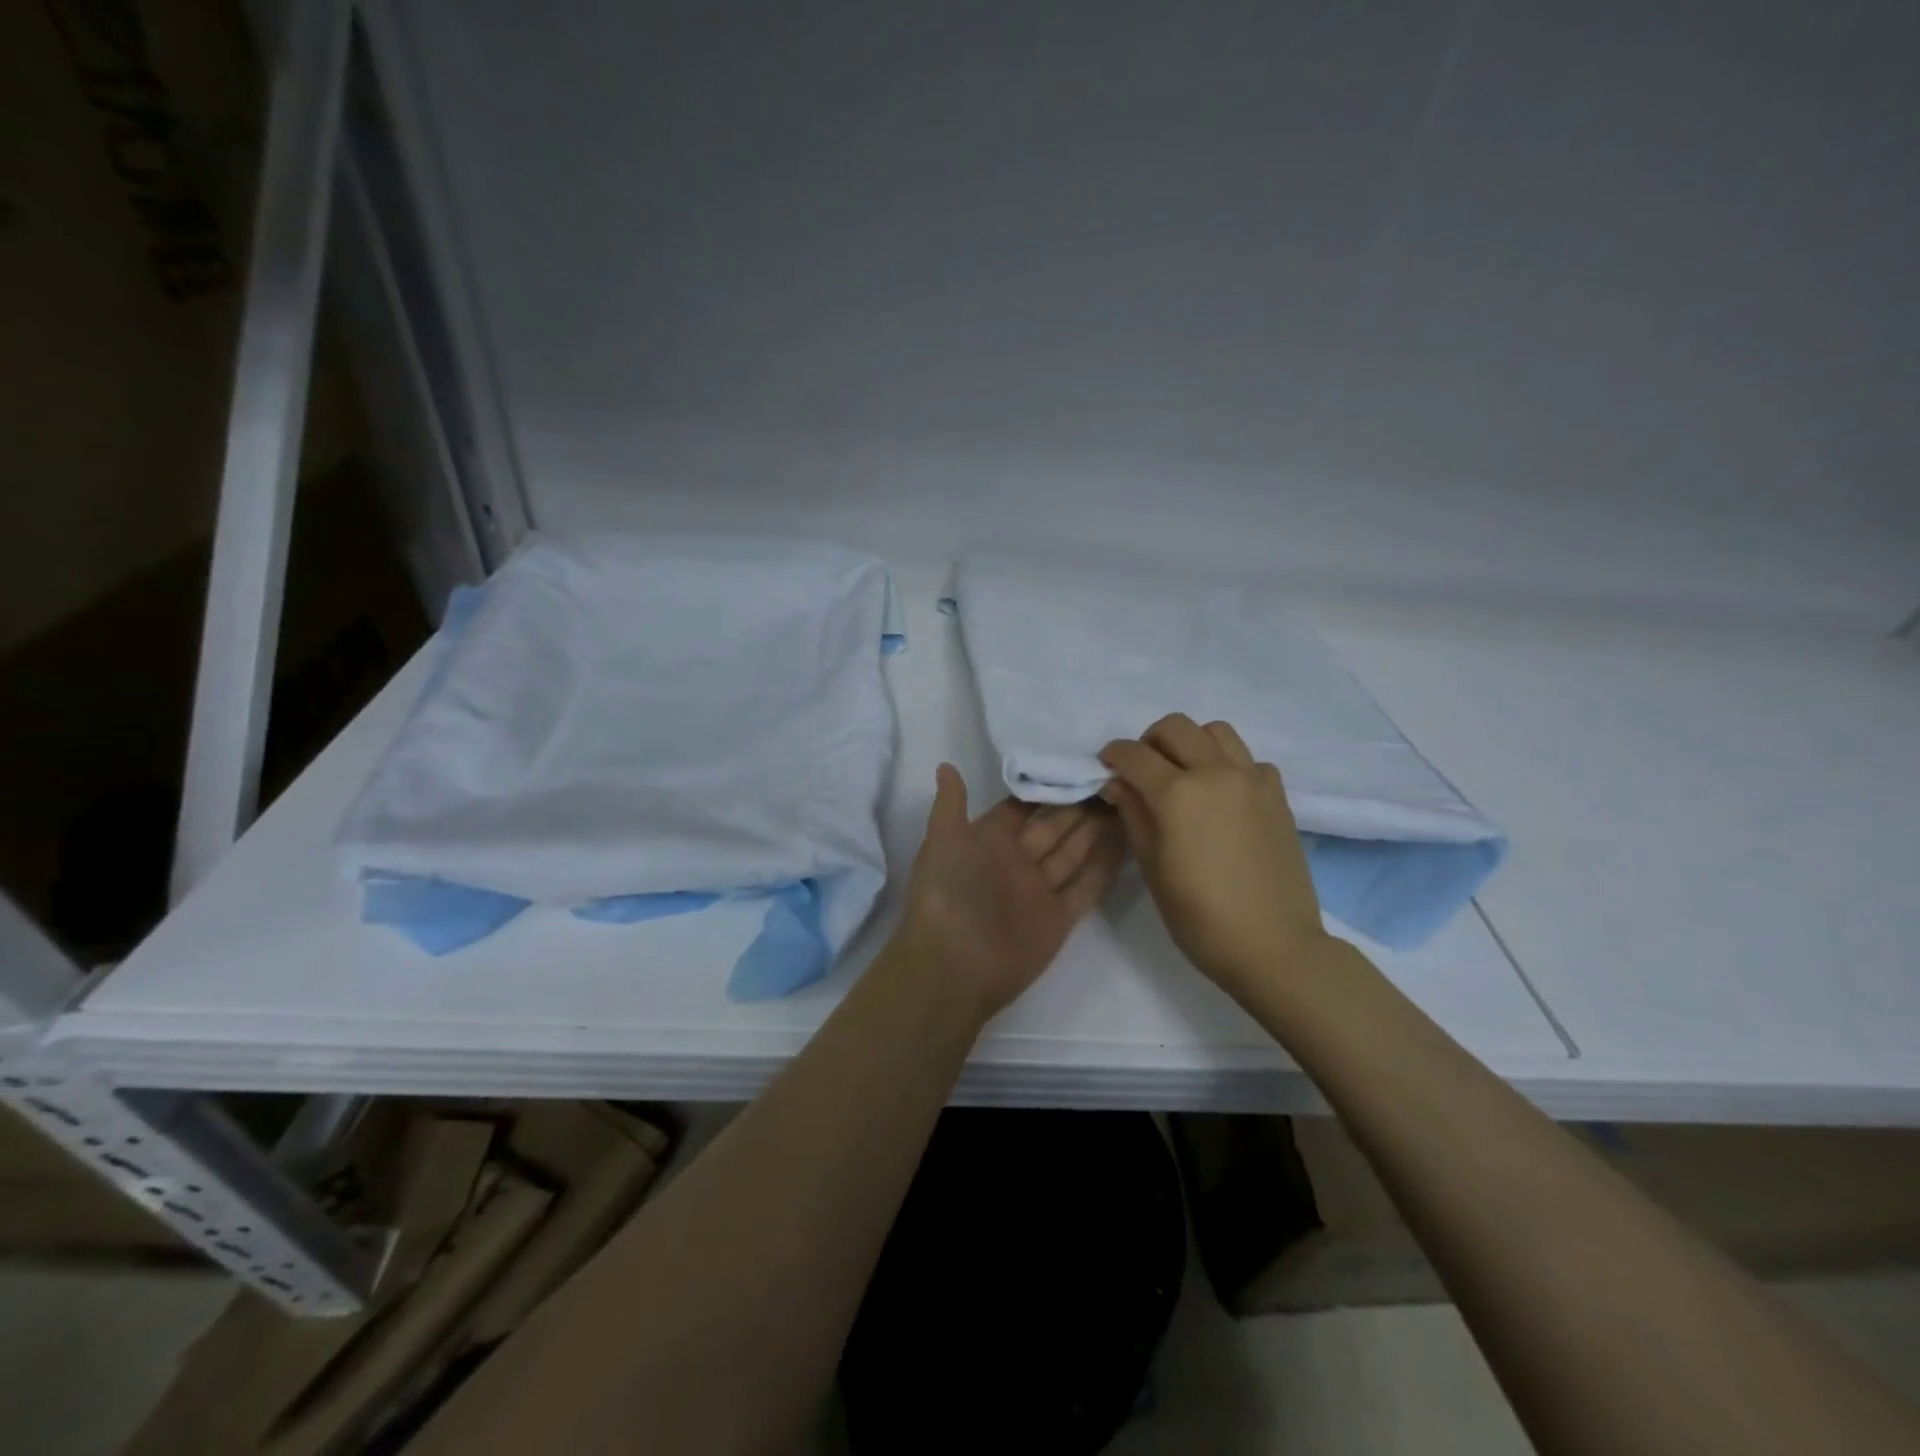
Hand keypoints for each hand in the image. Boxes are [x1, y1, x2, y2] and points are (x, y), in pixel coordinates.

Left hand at [895, 764, 1123, 1021]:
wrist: (954, 967)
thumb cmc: (947, 894)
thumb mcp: (942, 841)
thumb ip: (950, 804)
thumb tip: (946, 765)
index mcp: (989, 840)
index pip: (1024, 807)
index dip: (1048, 787)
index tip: (1078, 763)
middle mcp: (1017, 861)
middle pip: (1054, 826)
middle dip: (1080, 805)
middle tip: (1114, 779)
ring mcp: (1040, 889)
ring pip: (1074, 853)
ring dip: (1097, 830)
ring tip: (1127, 801)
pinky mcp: (1060, 918)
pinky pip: (1087, 888)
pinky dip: (1106, 868)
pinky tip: (1129, 843)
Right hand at [1099, 713, 1335, 997]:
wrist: (1273, 946)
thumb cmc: (1200, 916)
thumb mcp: (1152, 867)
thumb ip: (1133, 815)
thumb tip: (1117, 783)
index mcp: (1177, 794)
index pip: (1134, 754)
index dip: (1114, 755)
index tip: (1107, 766)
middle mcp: (1215, 773)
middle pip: (1176, 727)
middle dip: (1150, 741)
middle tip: (1144, 770)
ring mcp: (1252, 780)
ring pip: (1216, 731)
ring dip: (1192, 743)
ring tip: (1185, 774)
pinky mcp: (1277, 795)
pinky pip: (1248, 759)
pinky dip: (1229, 765)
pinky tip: (1223, 796)